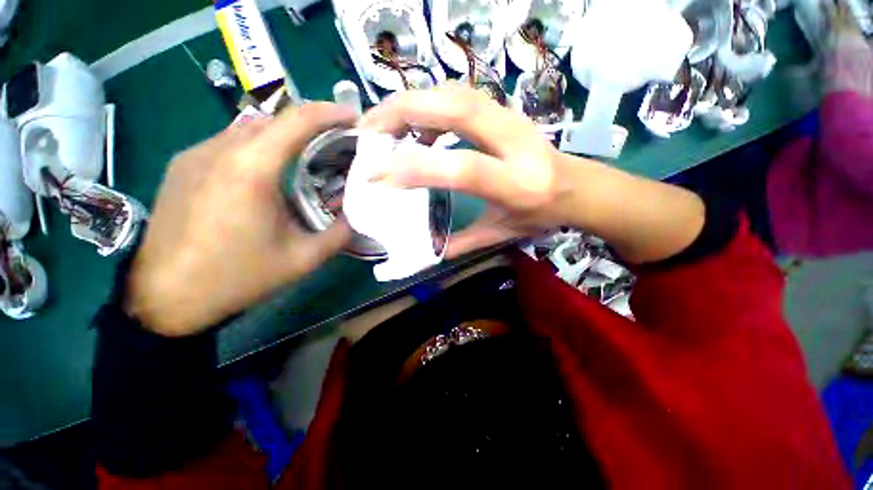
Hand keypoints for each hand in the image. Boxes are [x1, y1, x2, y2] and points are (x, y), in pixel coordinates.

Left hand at [127, 103, 353, 336]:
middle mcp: (219, 150)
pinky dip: (260, 146)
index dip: (329, 112)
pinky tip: (270, 172)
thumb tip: (358, 215)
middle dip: (311, 124)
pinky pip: (230, 142)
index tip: (353, 117)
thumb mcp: (303, 259)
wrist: (164, 297)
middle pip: (274, 118)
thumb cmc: (237, 277)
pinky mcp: (183, 164)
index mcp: (250, 170)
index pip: (296, 120)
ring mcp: (195, 154)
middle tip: (337, 142)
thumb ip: (339, 233)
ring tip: (308, 156)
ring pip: (250, 128)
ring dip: (285, 135)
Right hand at [359, 84, 578, 257]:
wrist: (574, 185)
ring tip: (382, 125)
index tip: (376, 176)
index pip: (462, 168)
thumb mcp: (501, 234)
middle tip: (366, 131)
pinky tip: (415, 127)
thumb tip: (428, 250)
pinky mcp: (503, 110)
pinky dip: (428, 105)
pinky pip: (458, 96)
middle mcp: (515, 142)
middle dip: (402, 113)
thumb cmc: (539, 214)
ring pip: (453, 93)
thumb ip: (463, 242)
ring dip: (411, 104)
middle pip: (455, 109)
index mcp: (516, 182)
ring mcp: (511, 118)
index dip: (416, 169)